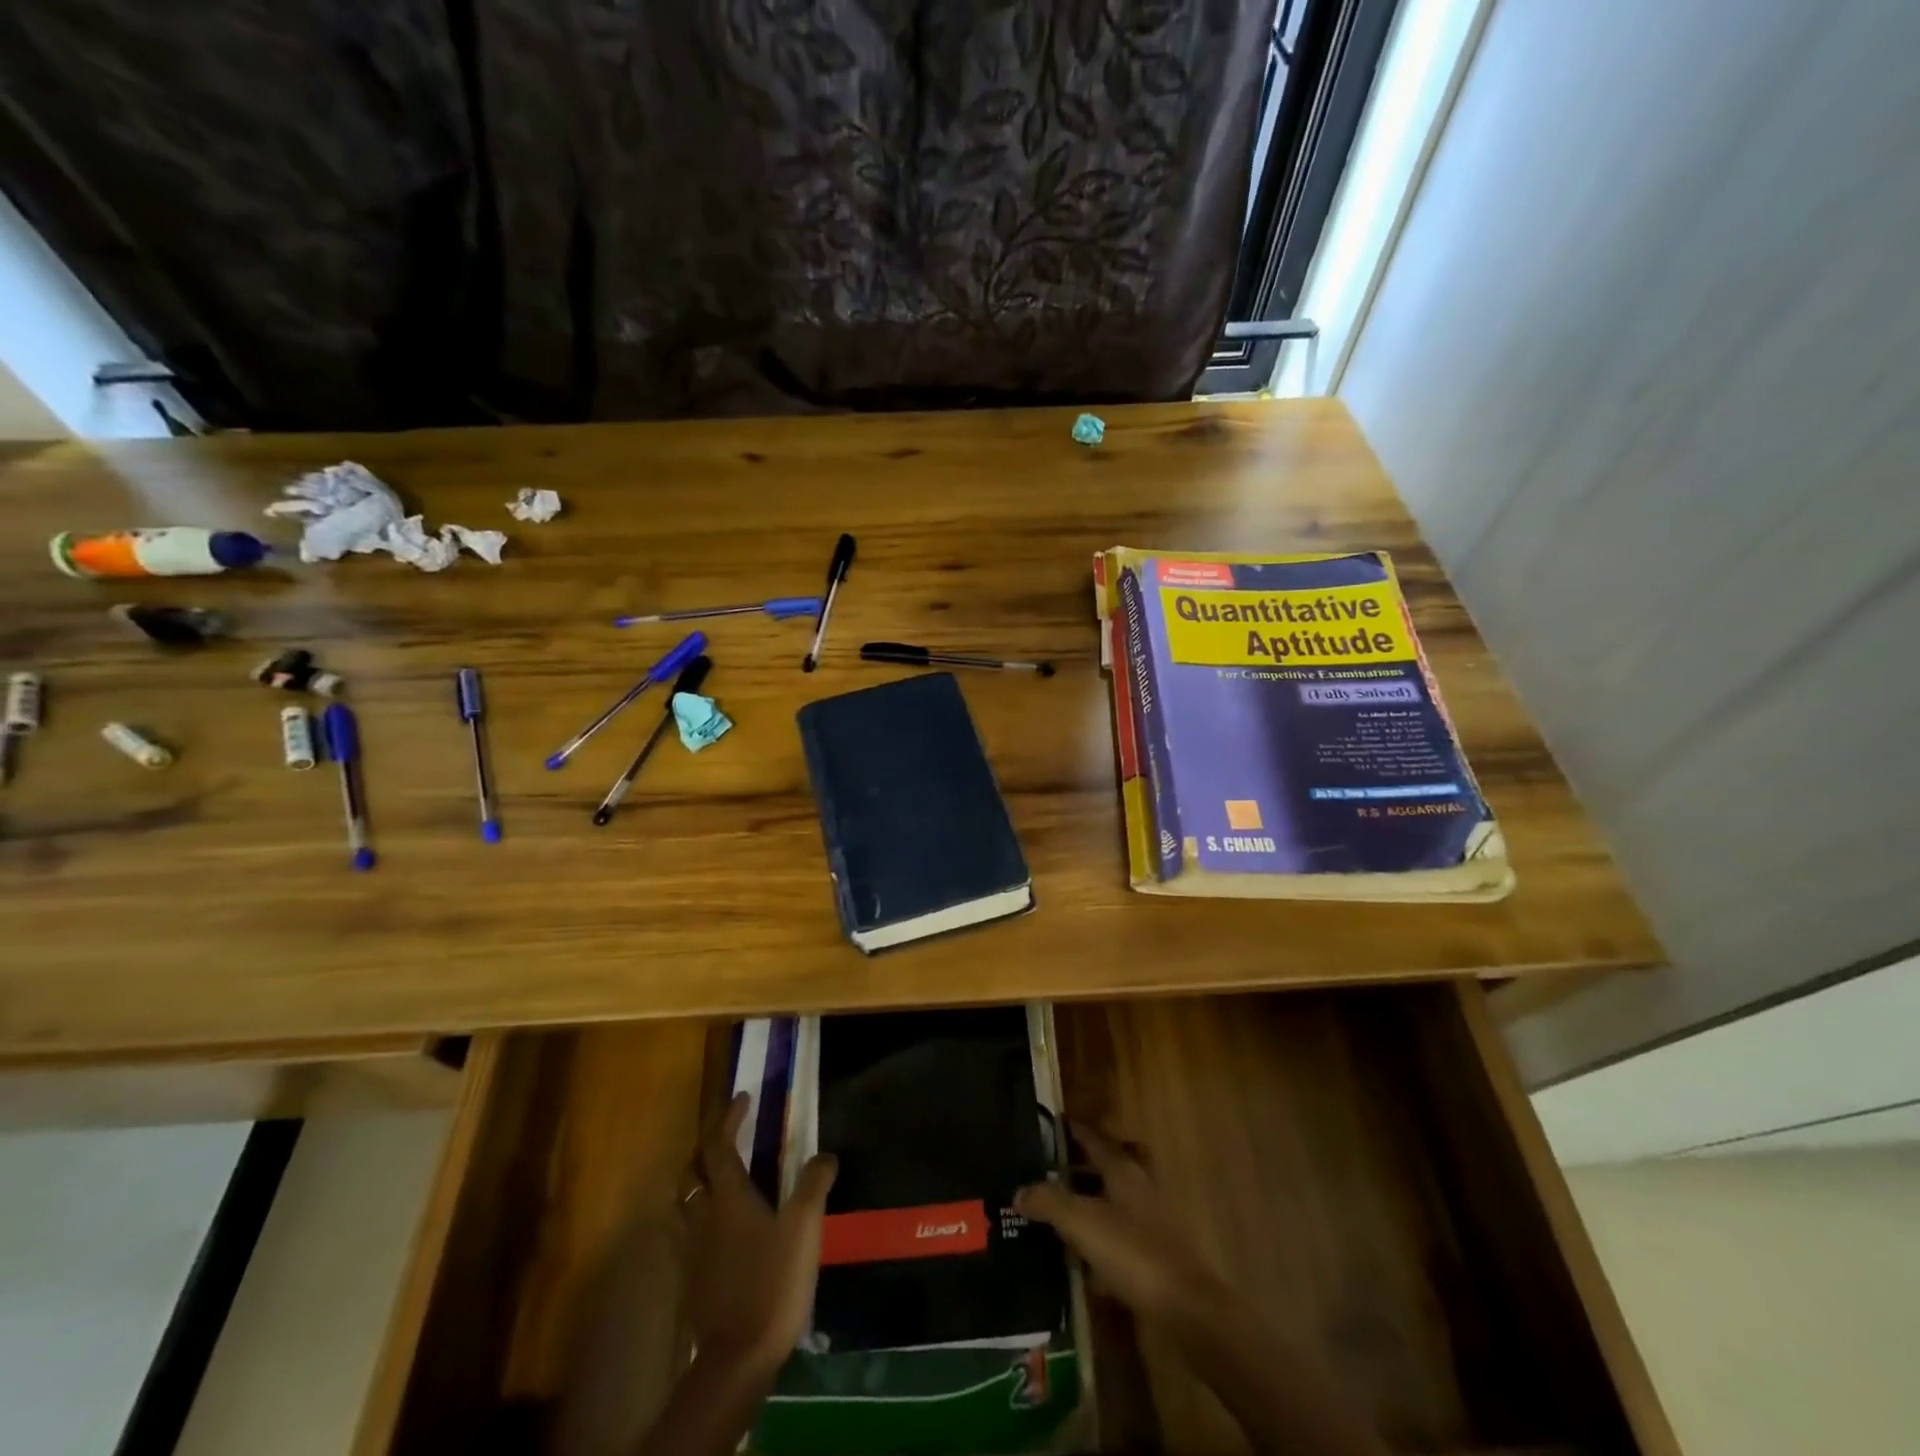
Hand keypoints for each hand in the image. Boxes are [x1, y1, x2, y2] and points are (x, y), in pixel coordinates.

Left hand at [681, 1092, 837, 1376]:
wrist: (737, 1357)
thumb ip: (814, 1185)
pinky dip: (699, 1217)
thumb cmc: (772, 1282)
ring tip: (718, 1179)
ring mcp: (693, 1251)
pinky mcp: (691, 1280)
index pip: (719, 1146)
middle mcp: (703, 1217)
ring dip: (697, 1182)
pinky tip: (718, 1229)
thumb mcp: (804, 1227)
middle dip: (704, 1149)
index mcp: (728, 1197)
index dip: (729, 1119)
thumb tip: (825, 1155)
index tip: (743, 1098)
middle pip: (691, 1172)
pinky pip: (688, 1234)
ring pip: (684, 1203)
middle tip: (725, 1138)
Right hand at [1015, 1121, 1225, 1326]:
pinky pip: (1120, 1235)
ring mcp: (1151, 1220)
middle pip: (1106, 1166)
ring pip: (1113, 1201)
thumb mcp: (1082, 1223)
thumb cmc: (1133, 1253)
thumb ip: (1048, 1202)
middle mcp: (1139, 1186)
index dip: (1071, 1130)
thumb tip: (1019, 1190)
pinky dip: (1100, 1239)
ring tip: (1056, 1213)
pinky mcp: (1156, 1254)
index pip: (1093, 1137)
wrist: (1188, 1308)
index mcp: (1123, 1169)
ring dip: (1088, 1203)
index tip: (1048, 1125)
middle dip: (1078, 1166)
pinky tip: (1081, 1260)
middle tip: (1046, 1171)